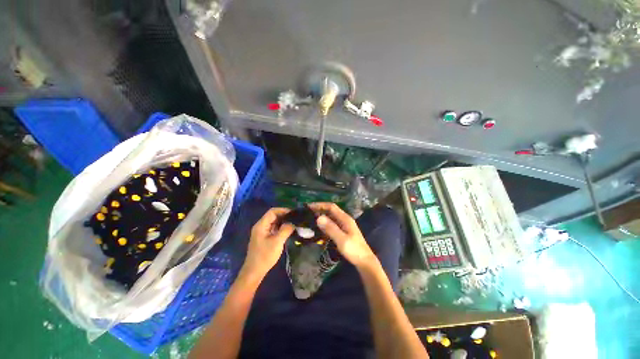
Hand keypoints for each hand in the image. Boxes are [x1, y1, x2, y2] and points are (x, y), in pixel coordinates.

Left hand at [242, 208, 294, 278]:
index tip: (293, 213)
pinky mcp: (264, 238)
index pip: (272, 211)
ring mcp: (262, 232)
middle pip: (273, 216)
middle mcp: (261, 226)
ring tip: (294, 224)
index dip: (283, 210)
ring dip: (283, 222)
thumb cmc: (265, 256)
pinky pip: (273, 228)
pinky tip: (288, 231)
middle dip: (284, 216)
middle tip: (295, 219)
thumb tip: (293, 222)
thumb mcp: (277, 242)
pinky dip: (281, 228)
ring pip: (274, 222)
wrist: (254, 271)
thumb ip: (286, 229)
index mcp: (261, 225)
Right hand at [308, 202, 375, 267]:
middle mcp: (344, 219)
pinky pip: (332, 224)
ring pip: (331, 217)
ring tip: (311, 219)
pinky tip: (319, 229)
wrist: (365, 261)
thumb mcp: (342, 240)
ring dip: (322, 217)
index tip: (309, 206)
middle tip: (307, 213)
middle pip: (331, 211)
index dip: (320, 205)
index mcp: (345, 219)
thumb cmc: (354, 250)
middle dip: (320, 210)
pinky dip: (325, 224)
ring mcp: (344, 226)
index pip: (331, 207)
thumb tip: (318, 217)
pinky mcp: (343, 232)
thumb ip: (331, 228)